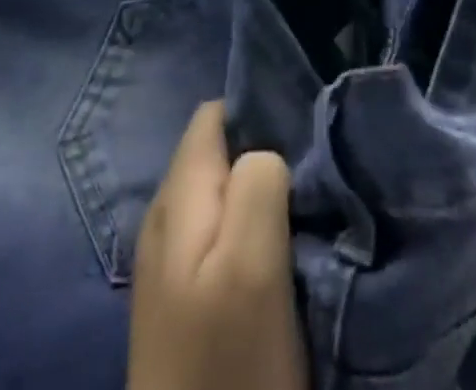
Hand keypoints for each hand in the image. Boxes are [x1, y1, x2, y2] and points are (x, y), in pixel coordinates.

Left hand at [128, 102, 307, 389]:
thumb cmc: (225, 365)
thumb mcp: (250, 263)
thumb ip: (256, 182)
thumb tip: (265, 151)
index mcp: (178, 195)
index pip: (216, 114)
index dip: (259, 111)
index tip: (302, 130)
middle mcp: (166, 215)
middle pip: (219, 152)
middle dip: (263, 153)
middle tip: (309, 175)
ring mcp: (170, 261)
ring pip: (222, 194)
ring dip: (260, 195)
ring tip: (299, 210)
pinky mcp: (182, 300)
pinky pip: (219, 236)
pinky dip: (249, 231)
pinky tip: (276, 254)